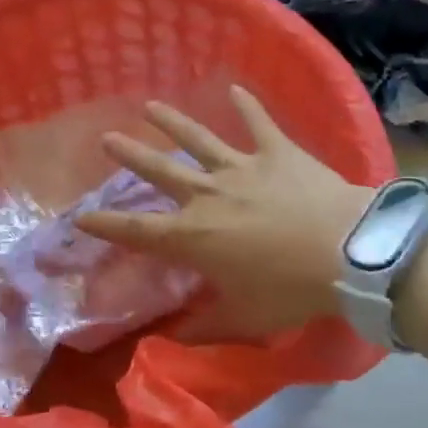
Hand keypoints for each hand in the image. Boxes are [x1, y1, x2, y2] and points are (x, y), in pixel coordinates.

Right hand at [74, 86, 372, 342]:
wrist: (346, 251)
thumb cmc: (291, 289)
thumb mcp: (245, 319)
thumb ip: (206, 328)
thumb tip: (174, 338)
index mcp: (195, 236)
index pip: (138, 231)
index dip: (106, 224)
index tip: (80, 215)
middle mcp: (208, 195)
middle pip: (160, 171)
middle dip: (131, 155)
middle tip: (107, 137)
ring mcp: (242, 167)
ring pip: (199, 139)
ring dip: (173, 122)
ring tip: (151, 106)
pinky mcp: (276, 152)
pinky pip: (258, 123)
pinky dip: (247, 106)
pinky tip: (236, 88)